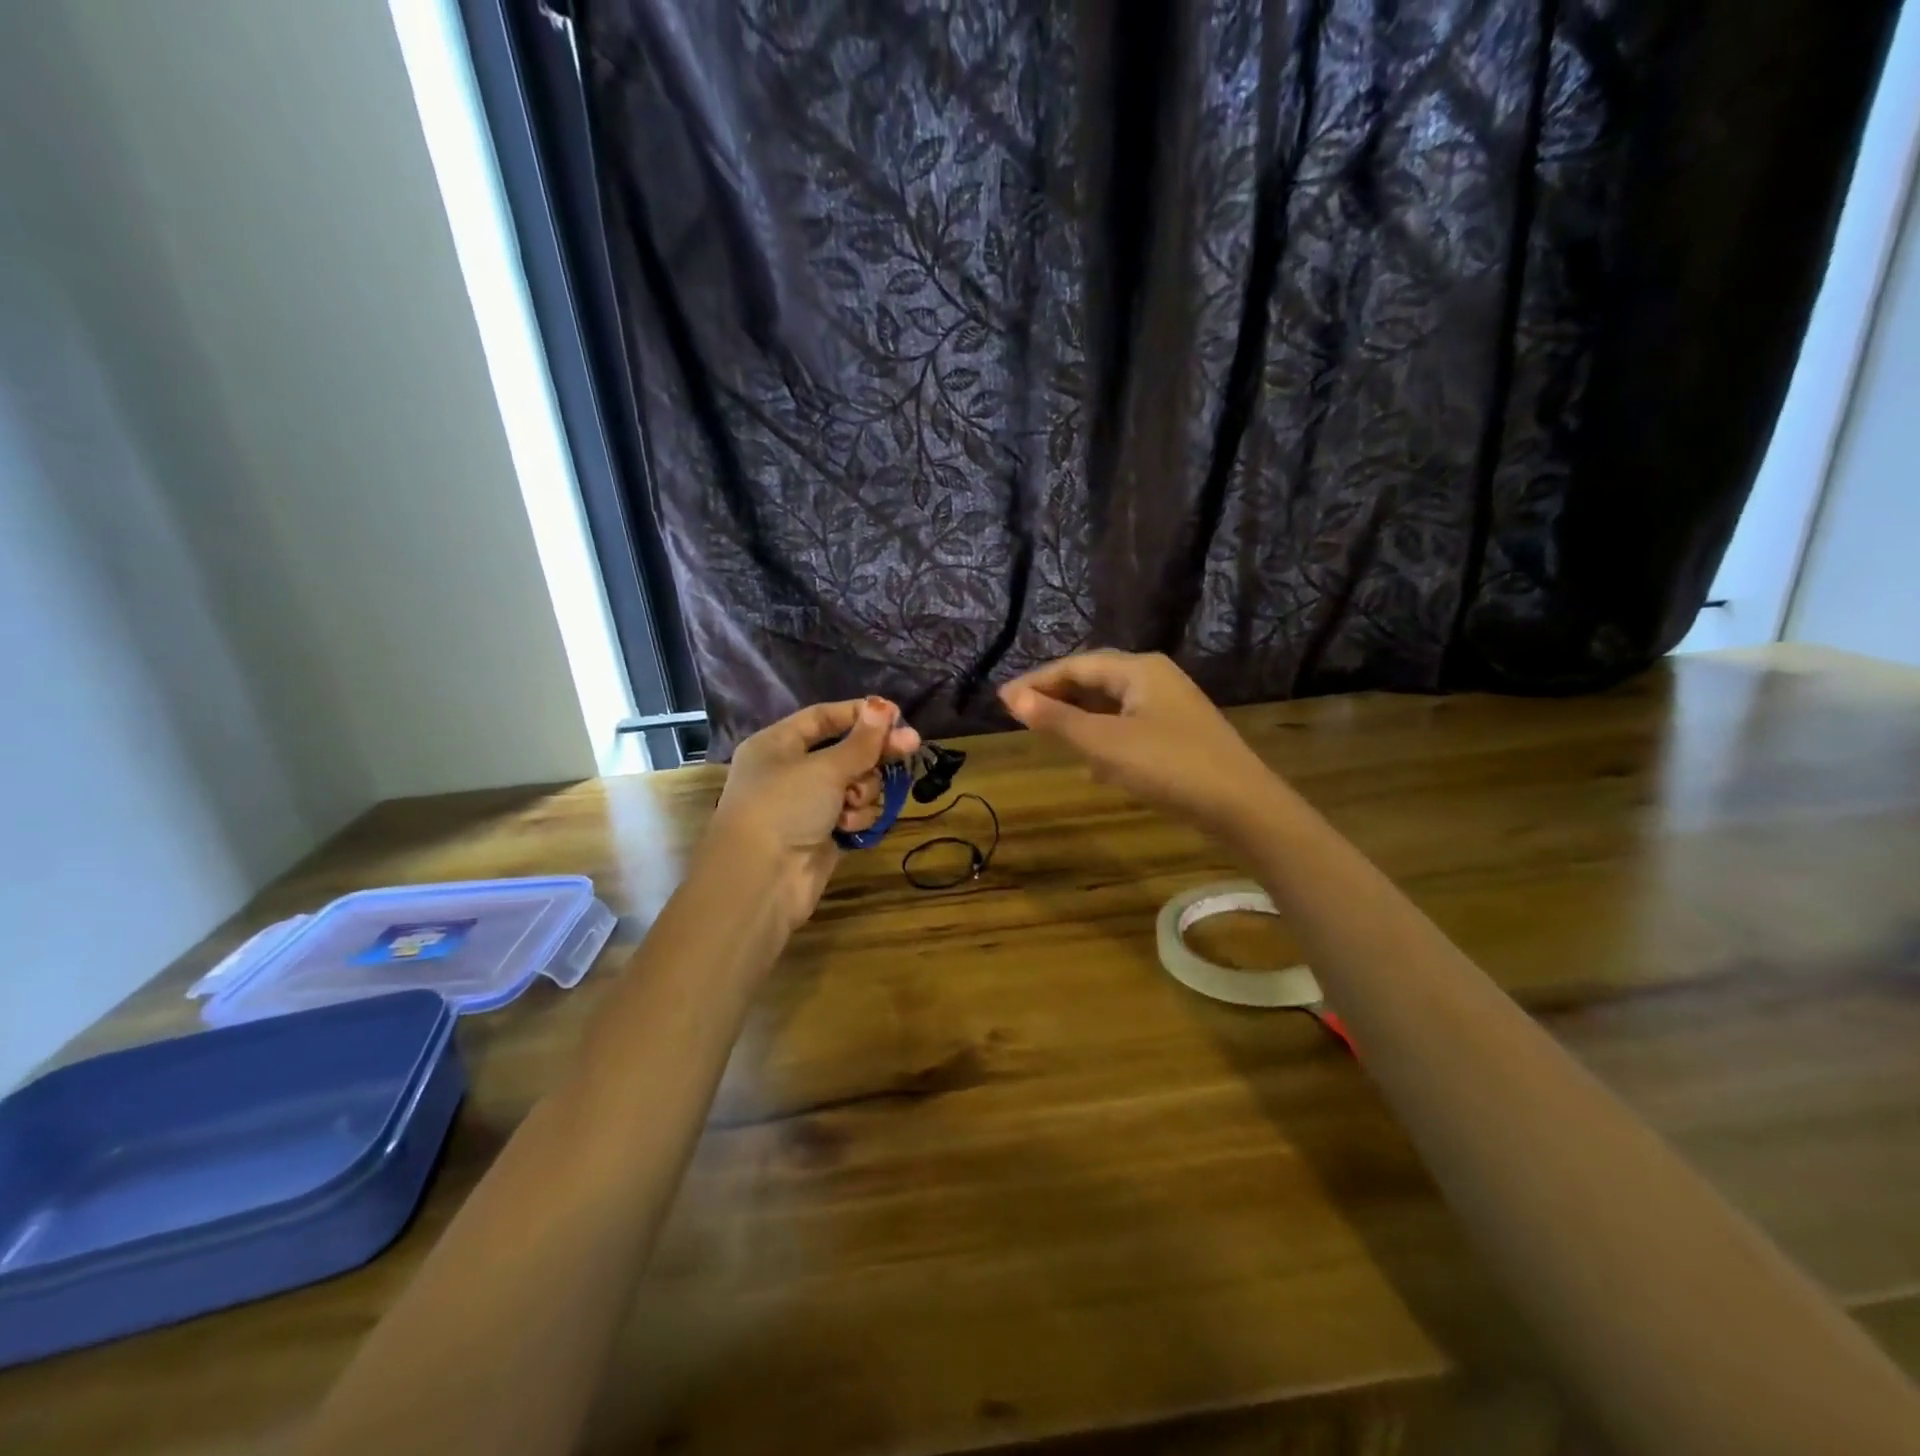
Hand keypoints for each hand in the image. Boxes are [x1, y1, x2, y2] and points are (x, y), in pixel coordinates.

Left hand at [705, 697, 921, 930]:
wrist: (761, 881)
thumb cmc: (785, 808)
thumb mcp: (825, 768)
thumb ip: (861, 741)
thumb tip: (884, 706)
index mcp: (778, 744)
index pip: (823, 717)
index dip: (859, 714)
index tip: (896, 715)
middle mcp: (791, 771)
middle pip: (845, 751)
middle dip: (874, 753)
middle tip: (911, 748)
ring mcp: (808, 805)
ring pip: (855, 784)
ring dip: (863, 791)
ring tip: (852, 803)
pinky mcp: (823, 835)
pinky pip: (854, 814)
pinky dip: (856, 819)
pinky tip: (847, 829)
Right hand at [999, 652, 1275, 840]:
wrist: (1241, 805)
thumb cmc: (1167, 765)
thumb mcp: (1104, 743)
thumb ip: (1056, 720)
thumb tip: (1012, 698)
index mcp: (1138, 669)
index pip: (1076, 666)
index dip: (1037, 681)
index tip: (1002, 700)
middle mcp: (1155, 678)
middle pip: (1094, 680)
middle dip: (1056, 696)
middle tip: (1020, 714)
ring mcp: (1170, 707)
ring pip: (1112, 705)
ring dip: (1078, 718)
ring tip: (1047, 734)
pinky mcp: (1179, 734)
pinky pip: (1128, 726)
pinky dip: (1103, 738)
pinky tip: (1092, 765)